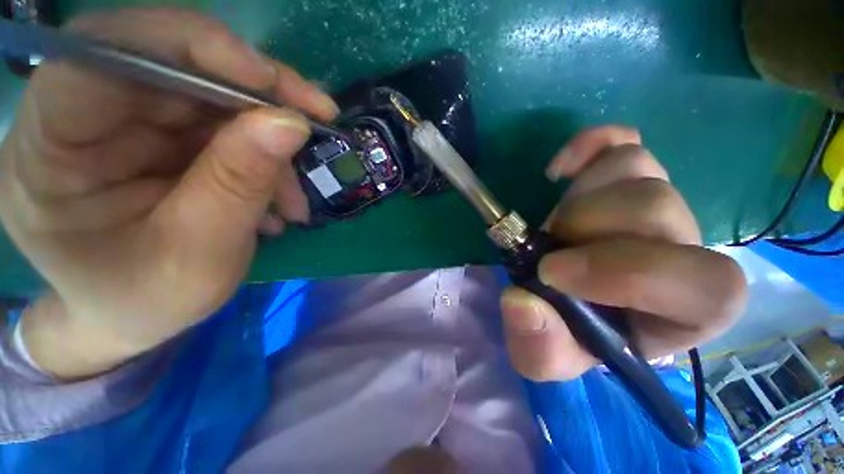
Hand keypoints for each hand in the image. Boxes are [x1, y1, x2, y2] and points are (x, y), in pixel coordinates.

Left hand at [0, 8, 337, 377]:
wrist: (130, 316)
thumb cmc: (143, 300)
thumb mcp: (196, 251)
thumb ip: (239, 179)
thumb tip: (288, 124)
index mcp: (53, 142)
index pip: (120, 51)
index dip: (206, 54)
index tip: (282, 92)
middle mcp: (88, 111)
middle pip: (178, 64)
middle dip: (258, 94)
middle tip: (318, 126)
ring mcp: (129, 119)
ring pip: (212, 96)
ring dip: (269, 137)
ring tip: (297, 191)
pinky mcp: (167, 135)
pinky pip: (226, 123)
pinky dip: (263, 153)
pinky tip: (280, 193)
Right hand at [499, 126, 746, 380]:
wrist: (564, 297)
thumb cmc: (567, 331)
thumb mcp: (548, 353)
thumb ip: (540, 346)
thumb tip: (520, 302)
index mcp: (685, 310)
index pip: (707, 284)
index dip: (626, 272)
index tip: (552, 272)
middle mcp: (685, 248)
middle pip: (656, 207)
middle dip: (583, 226)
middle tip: (547, 246)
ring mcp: (658, 202)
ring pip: (635, 168)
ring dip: (576, 197)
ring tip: (554, 226)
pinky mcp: (628, 176)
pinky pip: (622, 140)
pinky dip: (588, 146)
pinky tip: (560, 172)